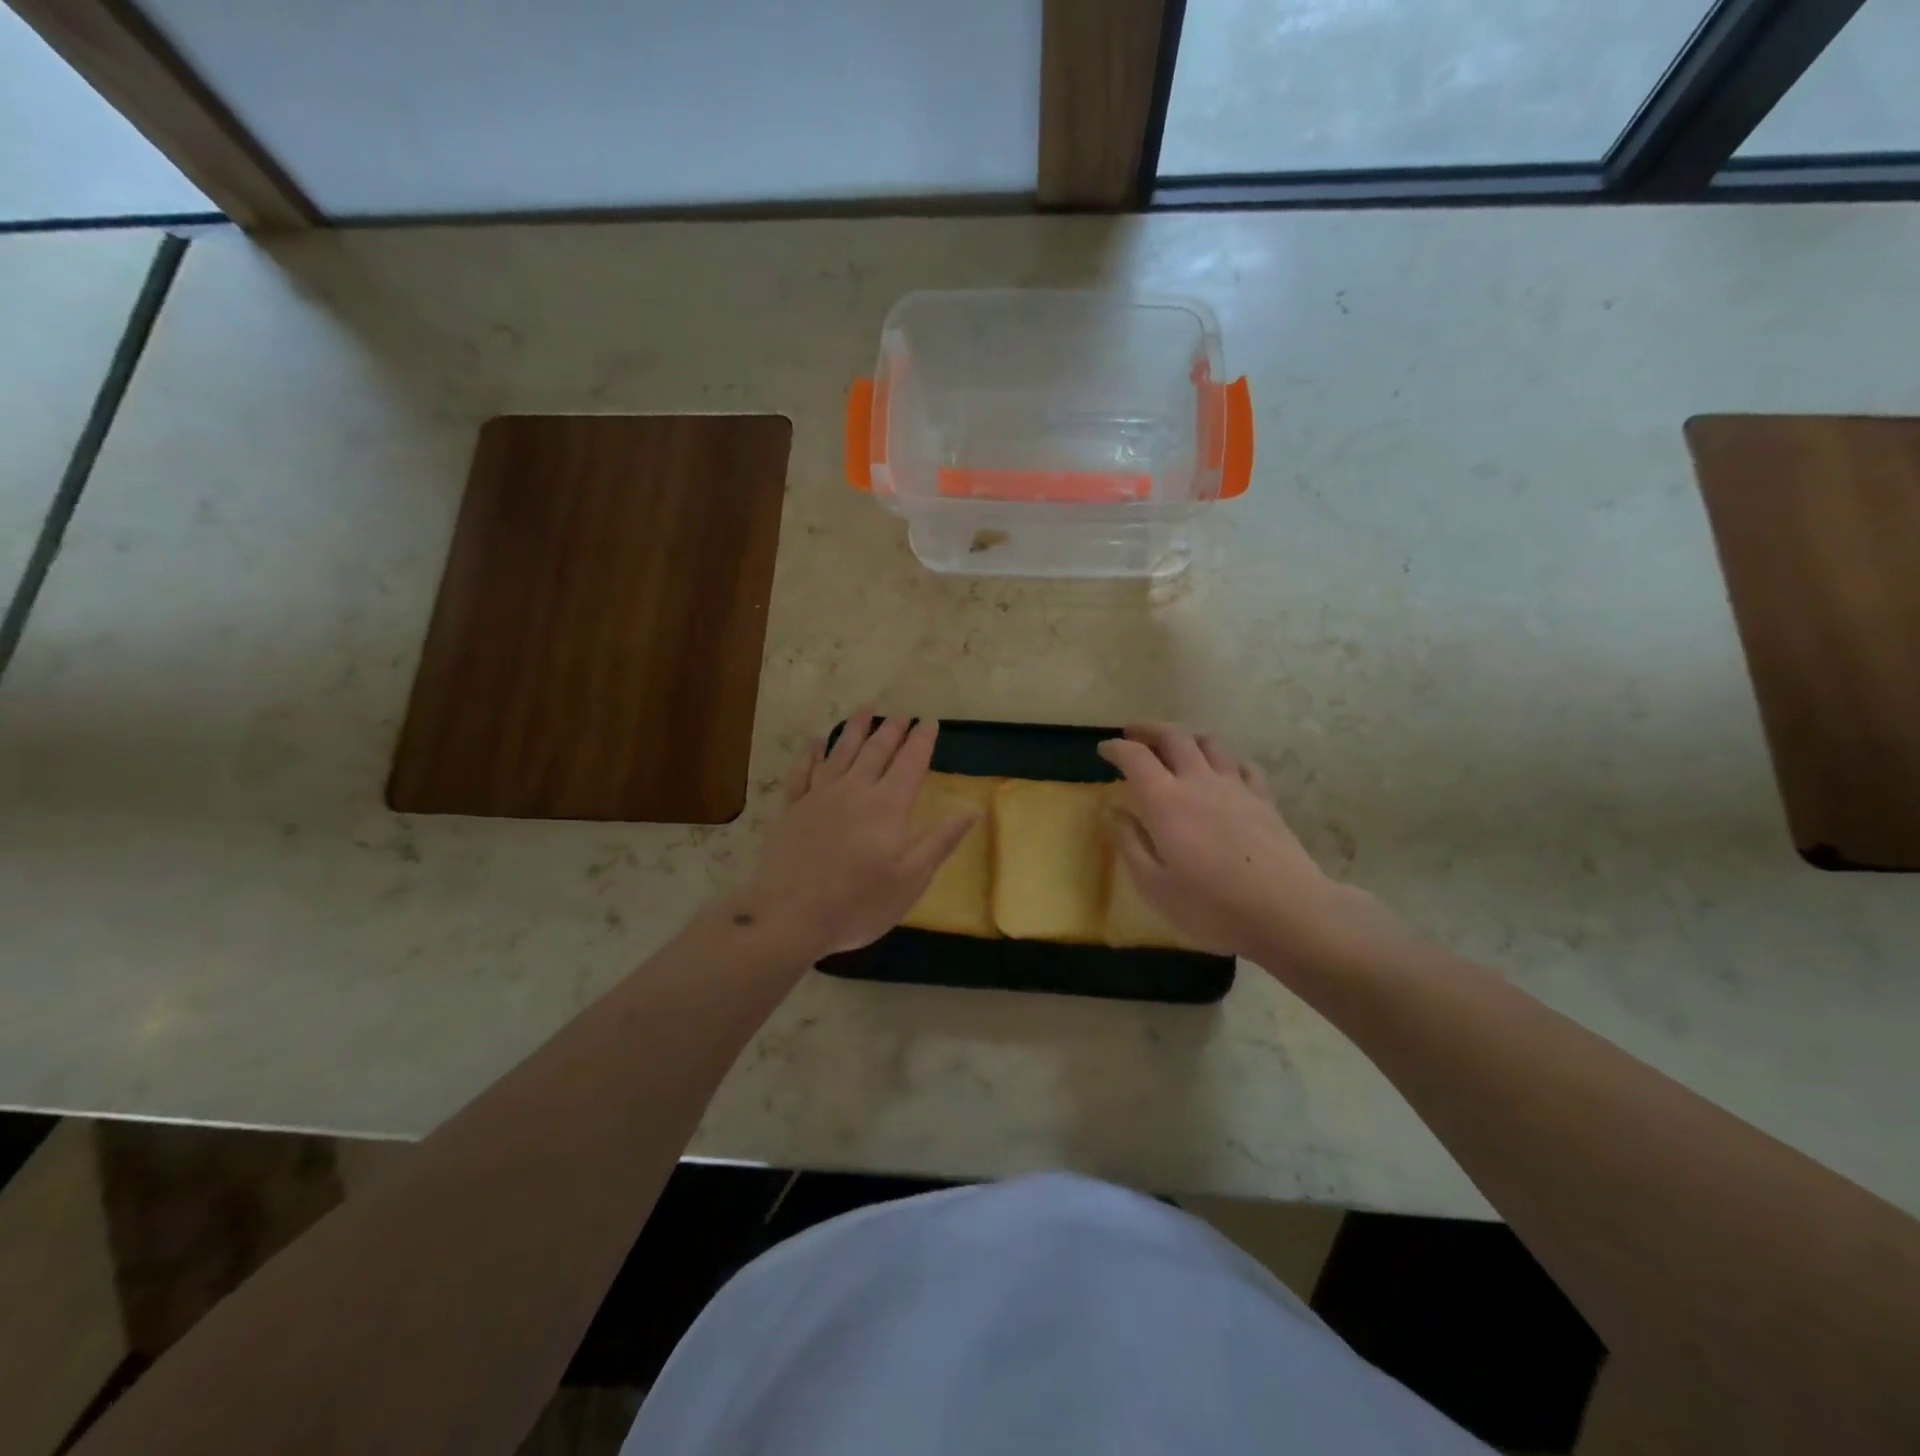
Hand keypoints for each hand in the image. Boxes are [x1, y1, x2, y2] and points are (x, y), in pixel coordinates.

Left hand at [737, 712, 978, 958]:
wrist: (789, 917)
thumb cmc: (858, 904)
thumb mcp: (911, 880)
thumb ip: (940, 840)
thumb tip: (972, 809)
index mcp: (888, 807)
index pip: (910, 762)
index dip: (922, 740)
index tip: (929, 721)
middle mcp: (855, 791)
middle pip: (876, 750)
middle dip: (892, 730)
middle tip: (902, 714)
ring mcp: (819, 797)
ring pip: (840, 751)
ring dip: (854, 728)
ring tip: (866, 710)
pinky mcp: (792, 809)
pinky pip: (802, 772)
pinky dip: (810, 754)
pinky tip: (814, 743)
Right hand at [1096, 724, 1396, 966]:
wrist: (1287, 912)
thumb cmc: (1211, 906)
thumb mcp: (1154, 885)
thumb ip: (1129, 843)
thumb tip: (1110, 811)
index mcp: (1165, 800)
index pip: (1135, 757)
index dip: (1116, 748)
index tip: (1103, 749)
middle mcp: (1199, 781)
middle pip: (1173, 737)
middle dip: (1149, 730)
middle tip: (1133, 733)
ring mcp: (1236, 787)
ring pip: (1209, 743)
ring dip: (1186, 737)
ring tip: (1175, 746)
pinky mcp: (1264, 799)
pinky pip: (1242, 765)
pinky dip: (1225, 759)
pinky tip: (1223, 770)